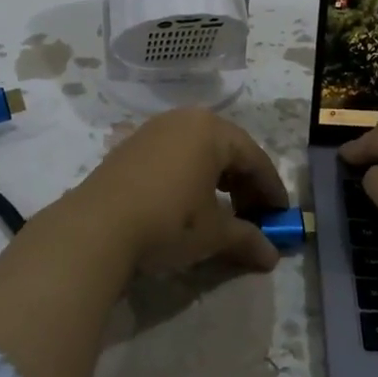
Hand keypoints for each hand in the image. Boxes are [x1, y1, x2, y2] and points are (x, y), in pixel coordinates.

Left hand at [70, 108, 288, 275]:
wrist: (96, 228)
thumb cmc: (168, 221)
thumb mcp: (214, 233)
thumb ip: (247, 239)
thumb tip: (272, 256)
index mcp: (212, 131)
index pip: (255, 158)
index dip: (271, 190)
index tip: (282, 216)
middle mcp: (185, 120)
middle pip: (228, 150)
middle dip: (245, 185)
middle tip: (255, 217)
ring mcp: (154, 130)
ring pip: (199, 152)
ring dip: (218, 181)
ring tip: (224, 212)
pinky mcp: (130, 147)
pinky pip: (174, 156)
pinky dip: (190, 177)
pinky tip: (190, 204)